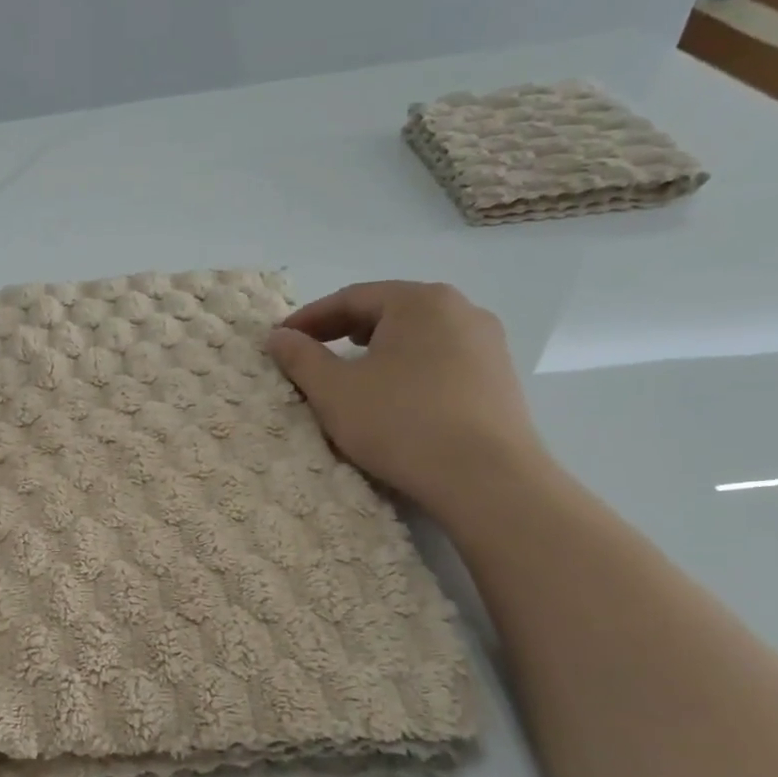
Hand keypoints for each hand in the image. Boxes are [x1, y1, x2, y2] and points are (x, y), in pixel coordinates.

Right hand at [265, 281, 547, 522]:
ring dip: (376, 352)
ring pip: (416, 337)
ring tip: (348, 376)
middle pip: (388, 312)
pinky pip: (440, 360)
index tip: (281, 340)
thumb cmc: (400, 423)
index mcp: (420, 301)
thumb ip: (300, 357)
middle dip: (342, 332)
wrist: (486, 478)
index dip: (309, 319)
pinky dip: (407, 369)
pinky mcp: (499, 378)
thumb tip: (278, 336)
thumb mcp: (334, 391)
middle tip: (310, 354)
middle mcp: (461, 309)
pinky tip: (392, 397)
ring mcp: (487, 343)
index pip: (351, 298)